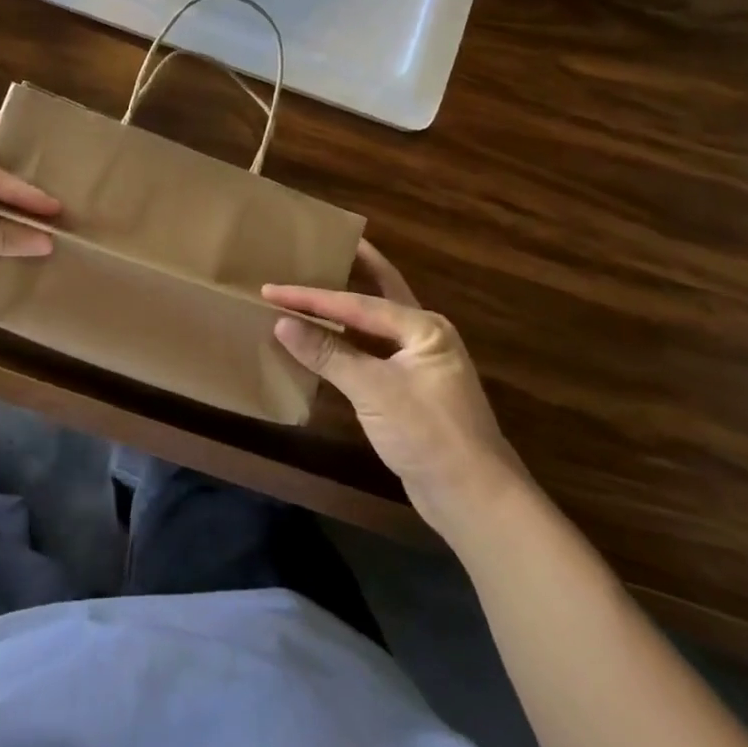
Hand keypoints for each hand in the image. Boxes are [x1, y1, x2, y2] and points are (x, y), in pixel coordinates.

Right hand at [266, 242, 515, 532]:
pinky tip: (324, 341)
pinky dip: (347, 342)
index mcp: (423, 327)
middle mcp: (424, 336)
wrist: (475, 502)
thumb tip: (282, 323)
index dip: (311, 297)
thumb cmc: (429, 435)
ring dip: (344, 309)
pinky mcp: (411, 391)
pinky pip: (372, 353)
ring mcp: (419, 364)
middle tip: (322, 244)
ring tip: (313, 287)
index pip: (357, 303)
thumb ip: (329, 353)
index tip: (272, 288)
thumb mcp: (375, 391)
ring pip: (375, 324)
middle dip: (352, 269)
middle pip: (380, 292)